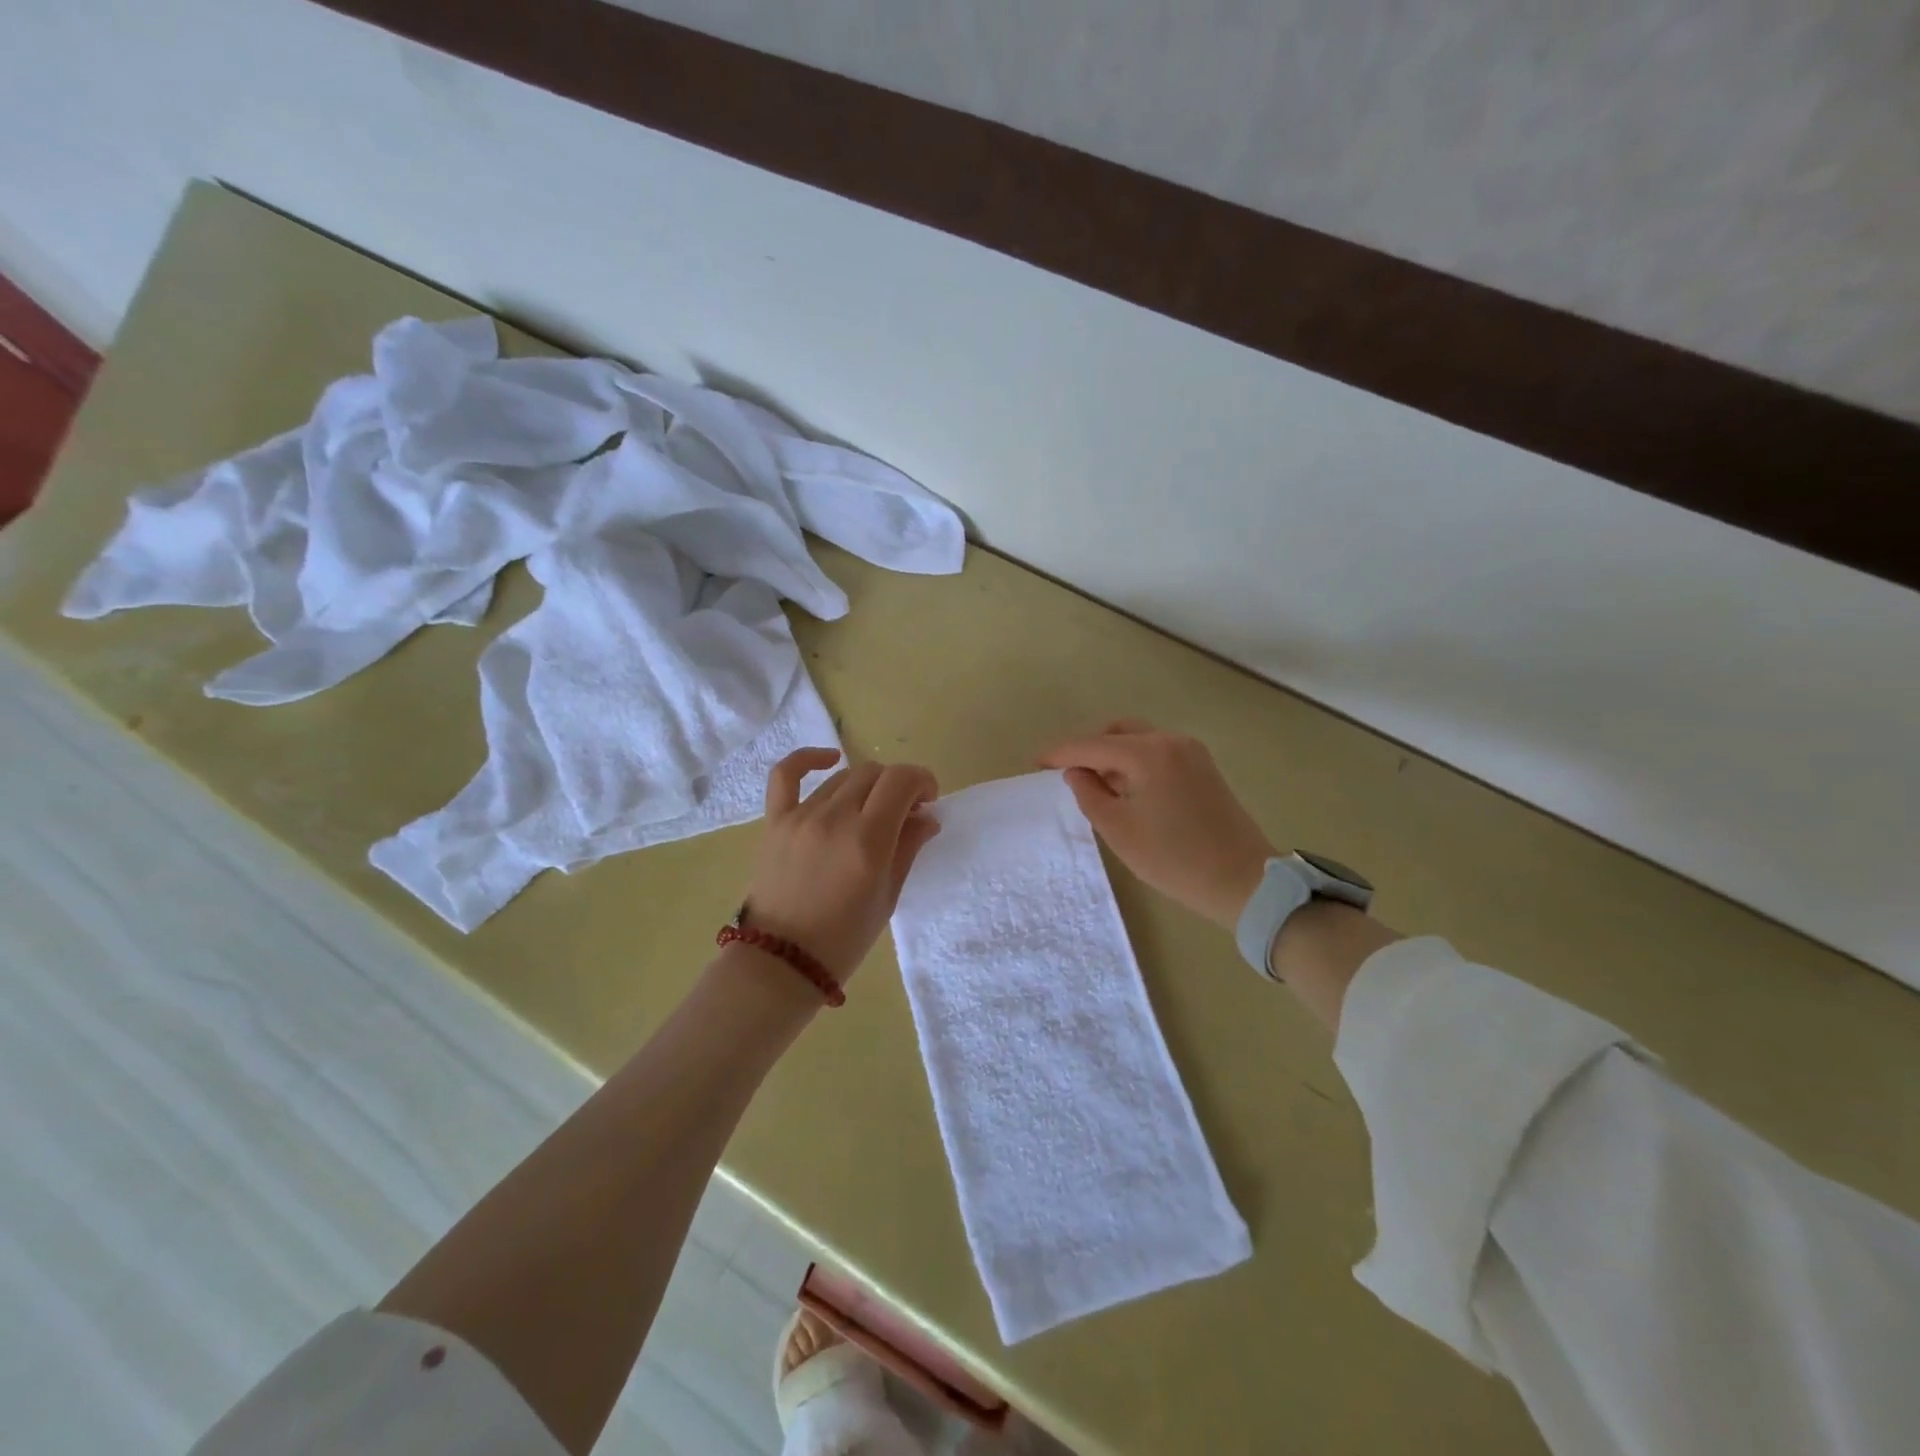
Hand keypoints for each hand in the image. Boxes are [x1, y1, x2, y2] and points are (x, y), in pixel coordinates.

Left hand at [743, 748, 940, 979]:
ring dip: (865, 787)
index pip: (901, 780)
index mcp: (868, 840)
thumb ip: (908, 848)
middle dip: (897, 786)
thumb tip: (927, 817)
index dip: (922, 781)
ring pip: (843, 777)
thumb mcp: (887, 897)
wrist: (782, 962)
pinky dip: (808, 759)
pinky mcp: (775, 821)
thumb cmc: (844, 938)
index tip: (927, 800)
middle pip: (875, 774)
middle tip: (903, 813)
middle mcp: (835, 818)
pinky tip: (829, 759)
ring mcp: (801, 816)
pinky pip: (786, 775)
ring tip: (870, 810)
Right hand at [1038, 719, 1274, 928]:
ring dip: (1113, 755)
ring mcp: (1191, 751)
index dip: (1060, 754)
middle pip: (1117, 732)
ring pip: (1139, 739)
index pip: (1091, 746)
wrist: (1243, 881)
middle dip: (1089, 749)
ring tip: (1097, 787)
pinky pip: (1158, 752)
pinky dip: (1136, 762)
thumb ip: (1089, 794)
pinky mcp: (1203, 767)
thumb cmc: (1174, 859)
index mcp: (1147, 753)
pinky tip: (1128, 790)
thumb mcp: (1119, 831)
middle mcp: (1170, 741)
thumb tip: (1076, 773)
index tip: (1035, 764)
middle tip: (1068, 776)